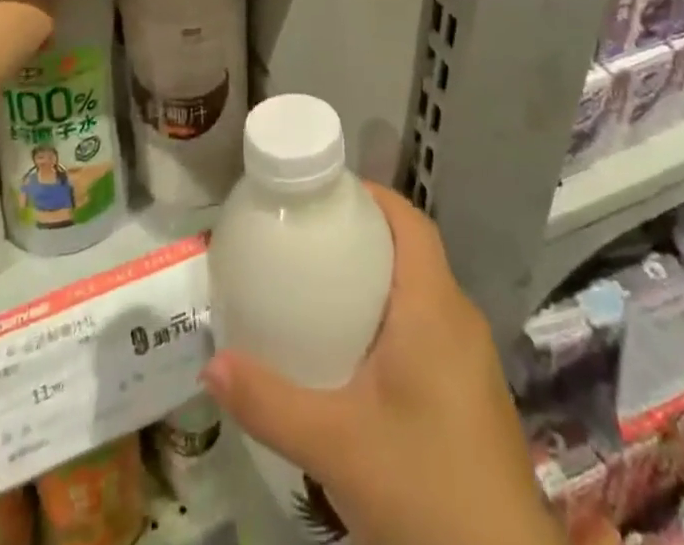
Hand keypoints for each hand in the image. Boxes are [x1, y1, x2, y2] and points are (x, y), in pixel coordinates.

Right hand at [202, 186, 555, 544]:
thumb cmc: (425, 490)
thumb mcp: (336, 445)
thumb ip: (270, 402)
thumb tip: (211, 366)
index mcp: (434, 306)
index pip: (409, 221)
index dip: (370, 196)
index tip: (323, 193)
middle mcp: (459, 318)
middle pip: (411, 251)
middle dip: (362, 236)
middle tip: (306, 240)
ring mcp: (471, 359)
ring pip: (421, 292)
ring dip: (377, 279)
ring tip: (320, 288)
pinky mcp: (472, 394)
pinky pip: (428, 328)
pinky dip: (391, 318)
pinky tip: (355, 356)